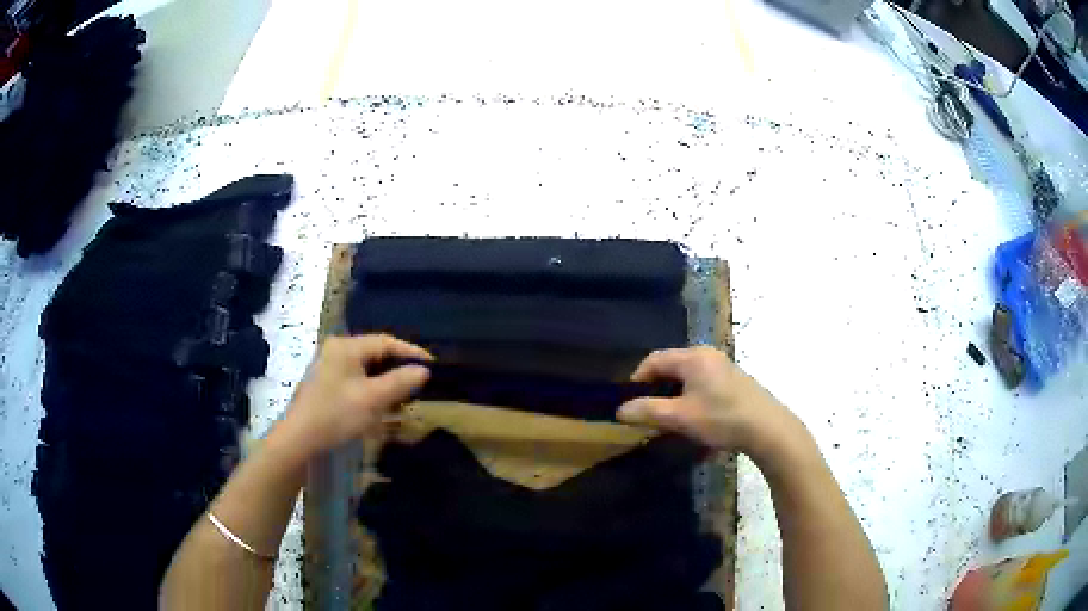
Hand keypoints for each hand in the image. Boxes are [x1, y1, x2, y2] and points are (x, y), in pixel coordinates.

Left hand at [277, 334, 431, 459]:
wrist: (299, 440)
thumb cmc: (336, 415)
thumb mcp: (373, 399)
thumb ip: (400, 382)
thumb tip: (424, 370)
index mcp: (346, 347)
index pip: (385, 342)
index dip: (411, 352)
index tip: (432, 366)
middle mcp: (336, 351)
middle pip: (375, 354)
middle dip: (398, 369)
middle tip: (420, 383)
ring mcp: (328, 368)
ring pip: (366, 369)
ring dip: (386, 382)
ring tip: (404, 398)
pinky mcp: (325, 385)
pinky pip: (356, 381)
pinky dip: (372, 390)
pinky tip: (381, 407)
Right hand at [617, 346, 803, 456]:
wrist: (768, 429)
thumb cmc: (721, 419)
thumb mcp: (680, 417)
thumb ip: (647, 411)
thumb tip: (620, 410)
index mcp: (693, 357)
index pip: (654, 360)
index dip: (637, 380)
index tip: (631, 404)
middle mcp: (707, 355)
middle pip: (671, 367)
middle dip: (656, 391)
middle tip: (649, 415)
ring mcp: (723, 367)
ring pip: (688, 378)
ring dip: (674, 398)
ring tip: (671, 421)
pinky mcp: (734, 381)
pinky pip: (703, 385)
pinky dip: (692, 400)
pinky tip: (696, 421)